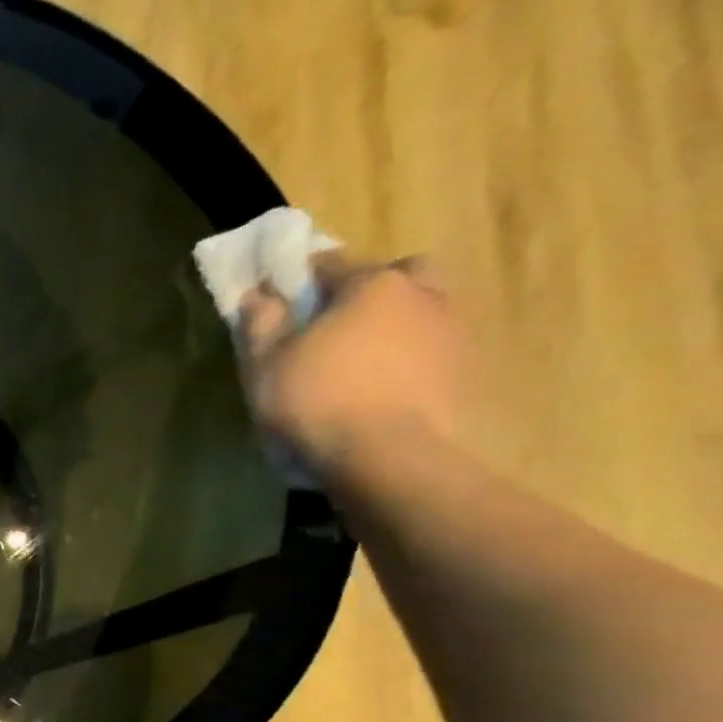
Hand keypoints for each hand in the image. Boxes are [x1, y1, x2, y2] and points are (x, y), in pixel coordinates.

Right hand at [236, 252, 467, 478]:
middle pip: (400, 275)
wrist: (386, 457)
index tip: (284, 299)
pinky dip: (412, 357)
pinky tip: (385, 386)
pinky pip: (433, 349)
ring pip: (423, 310)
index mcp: (372, 284)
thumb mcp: (266, 364)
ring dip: (397, 323)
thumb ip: (261, 324)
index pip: (332, 264)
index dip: (304, 279)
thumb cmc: (316, 400)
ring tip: (363, 360)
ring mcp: (452, 332)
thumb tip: (258, 295)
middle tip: (339, 322)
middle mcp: (422, 295)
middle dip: (373, 289)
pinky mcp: (465, 371)